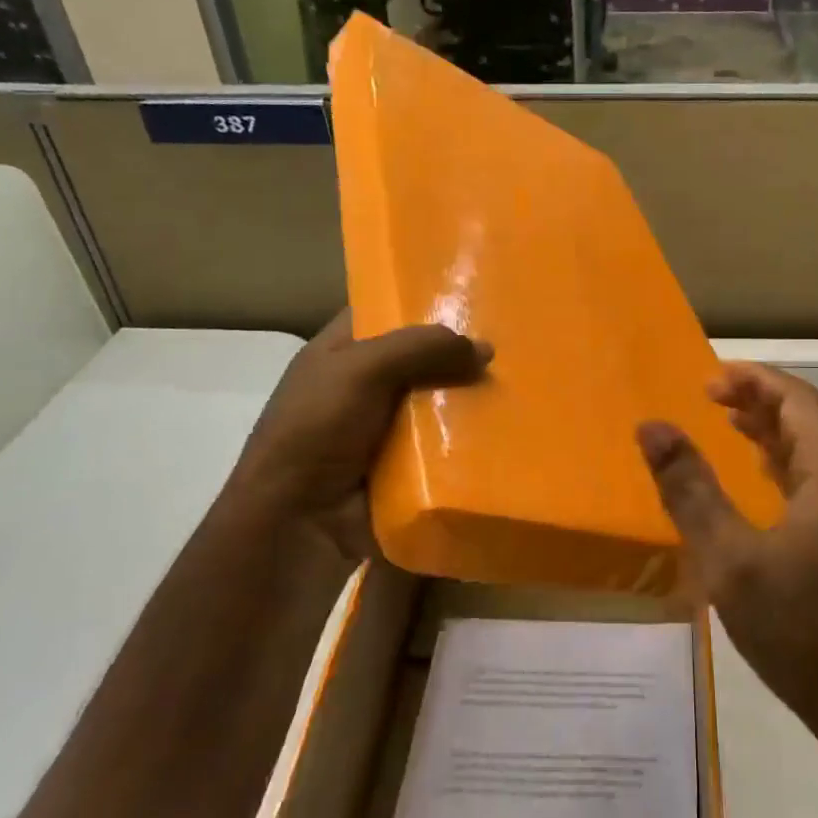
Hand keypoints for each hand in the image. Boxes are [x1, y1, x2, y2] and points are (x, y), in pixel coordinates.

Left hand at [229, 310, 490, 559]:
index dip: (421, 299)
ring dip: (469, 399)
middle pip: (420, 358)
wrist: (298, 524)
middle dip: (458, 353)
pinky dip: (468, 439)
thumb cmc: (316, 431)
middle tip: (510, 342)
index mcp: (339, 353)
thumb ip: (421, 348)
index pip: (383, 311)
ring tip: (519, 384)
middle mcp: (362, 386)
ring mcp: (384, 429)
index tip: (473, 292)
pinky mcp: (405, 467)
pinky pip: (444, 444)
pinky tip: (506, 428)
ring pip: (437, 402)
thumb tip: (486, 348)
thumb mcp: (362, 371)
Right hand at [636, 363, 817, 744]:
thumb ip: (690, 490)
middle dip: (761, 401)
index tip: (711, 379)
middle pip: (809, 423)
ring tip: (729, 426)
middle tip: (711, 397)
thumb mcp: (731, 559)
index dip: (756, 380)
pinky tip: (761, 485)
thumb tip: (652, 427)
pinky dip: (784, 469)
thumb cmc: (803, 630)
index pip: (799, 401)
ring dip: (773, 433)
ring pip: (815, 456)